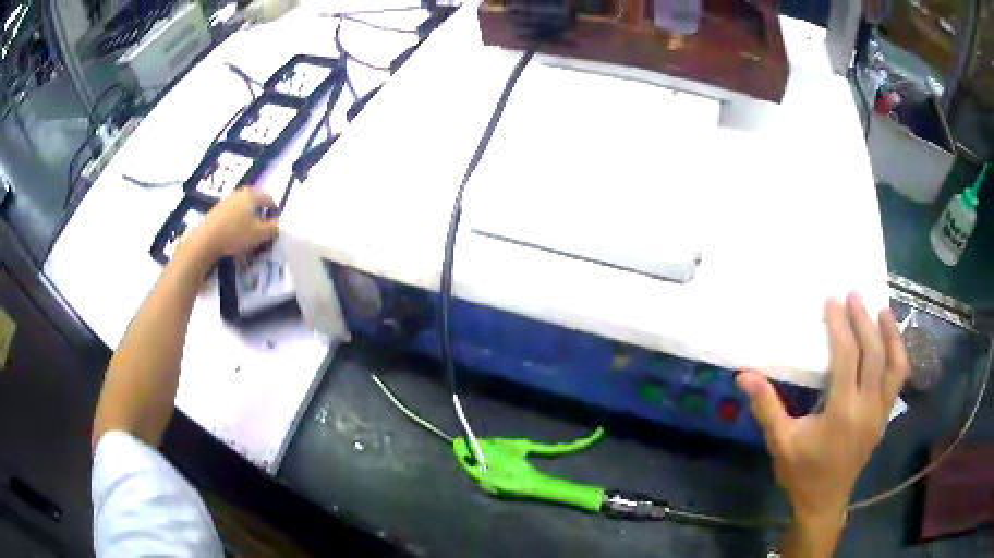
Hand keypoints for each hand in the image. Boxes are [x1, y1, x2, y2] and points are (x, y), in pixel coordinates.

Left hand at [185, 188, 278, 262]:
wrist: (205, 240)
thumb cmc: (235, 234)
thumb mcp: (259, 234)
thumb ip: (273, 228)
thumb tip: (280, 225)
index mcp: (252, 195)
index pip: (269, 198)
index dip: (274, 211)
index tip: (275, 224)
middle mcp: (239, 193)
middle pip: (255, 202)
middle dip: (260, 215)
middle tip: (262, 230)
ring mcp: (226, 201)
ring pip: (242, 209)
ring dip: (247, 220)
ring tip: (248, 236)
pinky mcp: (216, 211)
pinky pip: (231, 215)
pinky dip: (236, 224)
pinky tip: (234, 237)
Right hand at [737, 293, 909, 525]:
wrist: (825, 502)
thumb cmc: (802, 473)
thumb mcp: (781, 442)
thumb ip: (767, 407)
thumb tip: (745, 375)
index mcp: (842, 411)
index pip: (847, 357)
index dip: (841, 326)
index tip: (833, 300)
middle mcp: (868, 406)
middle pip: (874, 353)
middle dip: (864, 320)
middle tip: (855, 295)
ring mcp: (880, 411)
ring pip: (895, 364)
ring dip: (890, 334)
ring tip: (882, 311)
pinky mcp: (885, 416)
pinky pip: (898, 379)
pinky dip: (897, 355)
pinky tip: (890, 344)